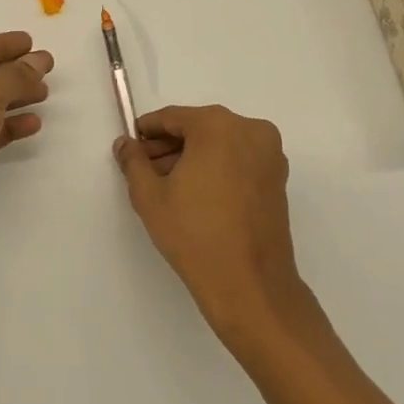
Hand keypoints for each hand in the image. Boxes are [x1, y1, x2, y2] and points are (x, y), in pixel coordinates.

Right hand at [114, 105, 318, 345]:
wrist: (250, 286)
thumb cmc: (195, 234)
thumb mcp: (150, 196)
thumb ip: (133, 161)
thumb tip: (125, 144)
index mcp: (218, 126)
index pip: (172, 118)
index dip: (147, 131)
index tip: (131, 146)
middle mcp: (249, 130)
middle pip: (198, 128)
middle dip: (170, 146)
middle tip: (145, 169)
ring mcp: (269, 154)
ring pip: (219, 145)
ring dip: (193, 158)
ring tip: (167, 186)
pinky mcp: (278, 179)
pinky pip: (238, 160)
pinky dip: (216, 168)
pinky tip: (195, 195)